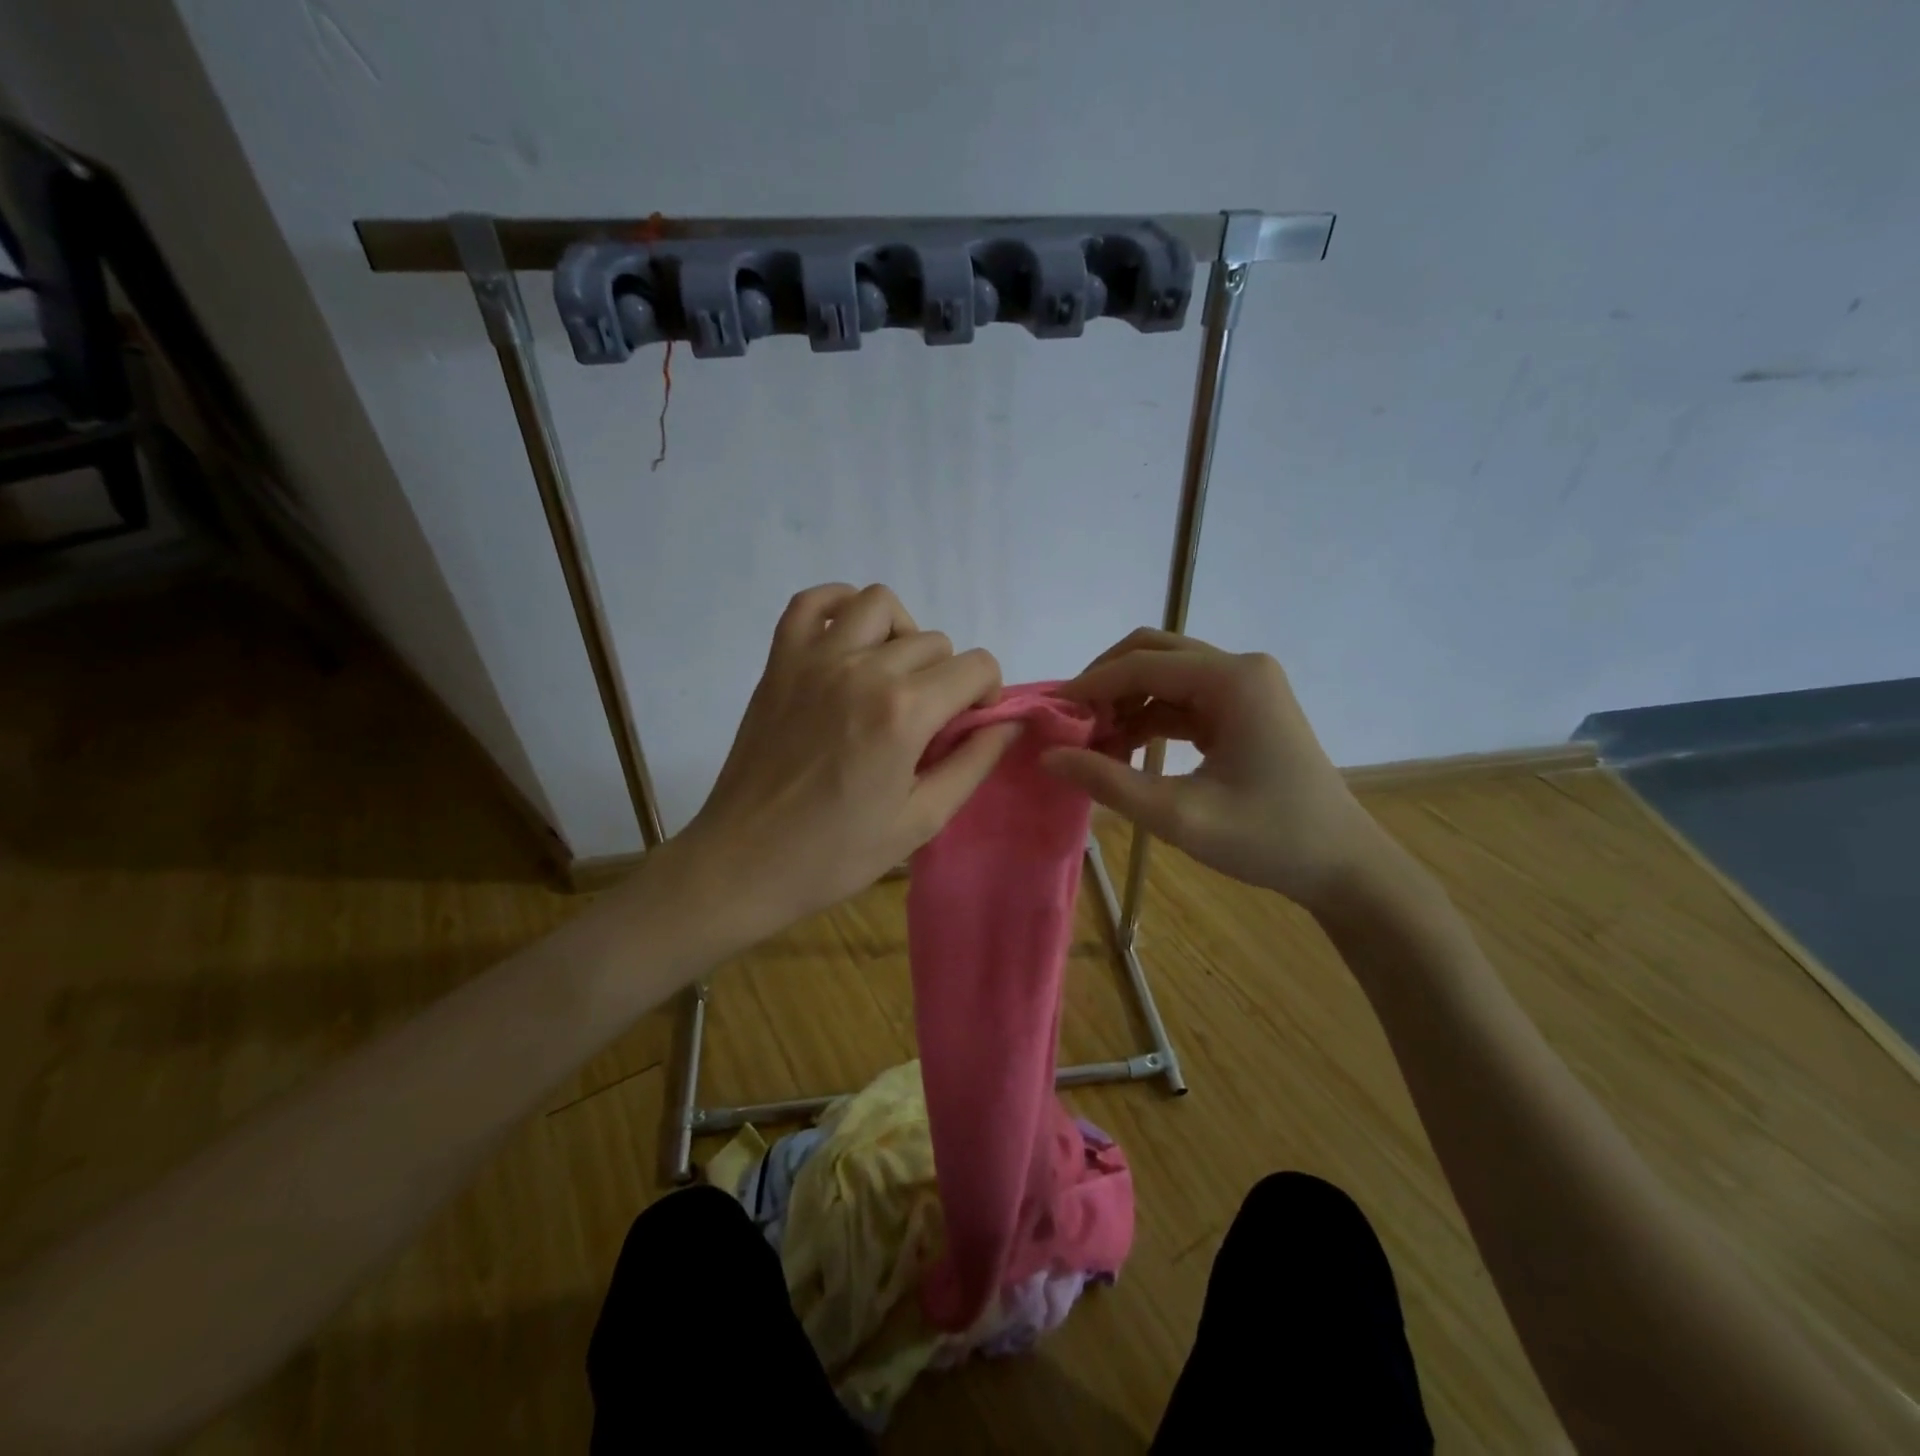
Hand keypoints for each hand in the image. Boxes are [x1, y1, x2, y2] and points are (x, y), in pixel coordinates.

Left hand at [666, 583, 1016, 943]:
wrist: (745, 862)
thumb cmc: (837, 853)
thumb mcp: (921, 820)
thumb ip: (973, 763)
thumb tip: (1010, 723)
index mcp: (904, 712)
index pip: (976, 665)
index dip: (987, 693)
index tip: (970, 725)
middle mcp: (863, 670)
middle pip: (934, 641)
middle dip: (948, 676)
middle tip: (930, 720)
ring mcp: (815, 659)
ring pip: (880, 604)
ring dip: (902, 633)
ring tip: (894, 675)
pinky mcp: (780, 662)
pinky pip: (812, 602)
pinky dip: (839, 606)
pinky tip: (850, 641)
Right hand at [1041, 628, 1387, 909]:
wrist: (1342, 866)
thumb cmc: (1268, 839)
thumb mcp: (1179, 816)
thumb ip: (1108, 782)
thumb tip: (1049, 756)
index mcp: (1231, 679)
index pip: (1141, 665)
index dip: (1089, 686)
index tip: (1049, 715)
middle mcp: (1239, 668)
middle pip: (1152, 653)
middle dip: (1105, 684)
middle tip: (1071, 725)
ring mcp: (1244, 687)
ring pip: (1164, 675)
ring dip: (1124, 703)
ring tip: (1093, 746)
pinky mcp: (1243, 710)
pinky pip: (1182, 700)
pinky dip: (1148, 720)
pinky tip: (1124, 753)